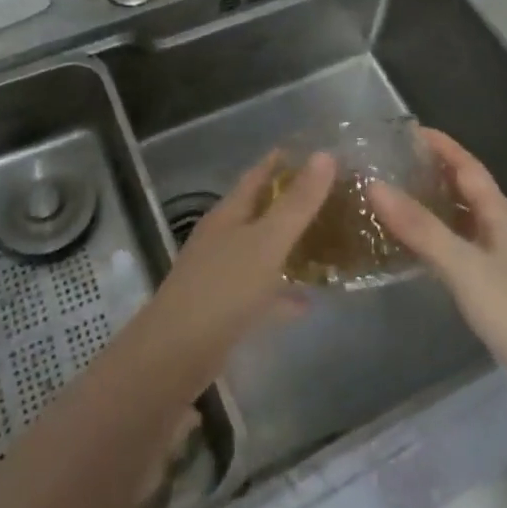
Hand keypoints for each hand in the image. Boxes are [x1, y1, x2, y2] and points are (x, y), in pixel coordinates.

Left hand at [147, 151, 333, 379]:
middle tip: (332, 197)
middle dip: (291, 202)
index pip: (257, 174)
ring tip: (326, 242)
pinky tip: (308, 301)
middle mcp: (223, 238)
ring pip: (262, 250)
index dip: (283, 161)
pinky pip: (261, 291)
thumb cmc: (223, 289)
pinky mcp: (224, 309)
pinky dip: (283, 293)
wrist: (174, 356)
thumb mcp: (267, 242)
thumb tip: (325, 154)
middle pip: (260, 211)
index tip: (315, 152)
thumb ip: (297, 202)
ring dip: (289, 245)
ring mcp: (221, 274)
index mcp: (229, 214)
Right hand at [369, 129, 506, 379]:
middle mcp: (505, 230)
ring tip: (401, 198)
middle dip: (438, 171)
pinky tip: (421, 248)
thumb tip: (375, 186)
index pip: (470, 167)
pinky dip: (441, 236)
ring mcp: (504, 260)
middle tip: (398, 162)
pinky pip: (464, 245)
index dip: (443, 146)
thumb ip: (419, 227)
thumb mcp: (461, 264)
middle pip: (470, 190)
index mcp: (501, 216)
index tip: (411, 131)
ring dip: (438, 204)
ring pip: (466, 219)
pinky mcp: (499, 287)